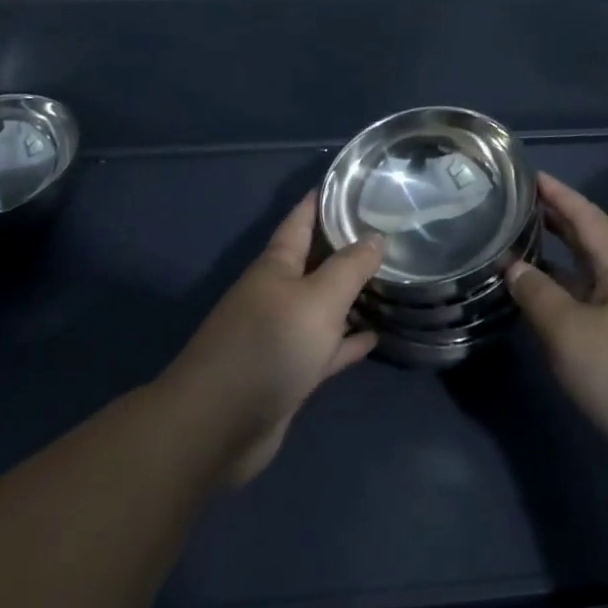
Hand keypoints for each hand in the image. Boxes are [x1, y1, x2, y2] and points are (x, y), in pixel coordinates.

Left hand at [161, 194, 383, 487]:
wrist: (218, 426)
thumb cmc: (269, 346)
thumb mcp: (318, 299)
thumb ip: (350, 267)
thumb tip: (376, 236)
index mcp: (277, 265)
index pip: (302, 218)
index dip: (323, 199)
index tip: (353, 182)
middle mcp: (278, 293)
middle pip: (316, 260)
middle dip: (346, 245)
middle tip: (388, 229)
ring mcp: (282, 334)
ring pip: (323, 305)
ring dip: (351, 294)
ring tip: (390, 278)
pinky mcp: (288, 372)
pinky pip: (325, 348)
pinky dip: (348, 341)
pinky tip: (375, 336)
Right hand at [508, 174, 607, 473]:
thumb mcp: (569, 333)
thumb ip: (536, 294)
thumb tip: (514, 266)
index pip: (584, 215)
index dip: (556, 193)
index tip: (528, 174)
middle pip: (591, 240)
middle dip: (556, 222)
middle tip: (518, 206)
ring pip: (594, 274)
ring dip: (561, 260)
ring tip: (524, 249)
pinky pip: (598, 301)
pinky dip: (571, 292)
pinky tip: (550, 303)